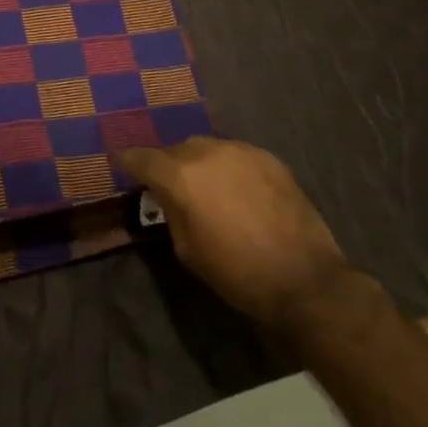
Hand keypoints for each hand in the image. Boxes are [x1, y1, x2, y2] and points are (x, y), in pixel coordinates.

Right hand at [118, 137, 343, 325]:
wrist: (304, 279)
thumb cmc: (237, 273)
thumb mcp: (188, 250)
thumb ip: (171, 212)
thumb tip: (167, 196)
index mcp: (180, 176)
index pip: (142, 158)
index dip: (129, 162)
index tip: (123, 165)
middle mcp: (206, 152)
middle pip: (175, 150)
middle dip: (169, 165)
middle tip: (173, 187)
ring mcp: (240, 150)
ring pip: (206, 148)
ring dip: (200, 164)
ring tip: (209, 187)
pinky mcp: (267, 157)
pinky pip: (235, 154)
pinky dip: (228, 167)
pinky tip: (239, 190)